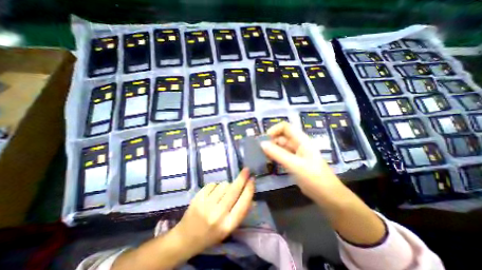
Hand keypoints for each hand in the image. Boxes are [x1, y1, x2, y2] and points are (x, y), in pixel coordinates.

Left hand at [174, 170, 255, 255]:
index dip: (249, 190)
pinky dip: (216, 186)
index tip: (252, 179)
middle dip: (242, 178)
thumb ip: (241, 212)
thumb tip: (252, 198)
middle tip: (246, 170)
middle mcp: (218, 214)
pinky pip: (213, 184)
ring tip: (223, 193)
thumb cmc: (211, 234)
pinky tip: (213, 193)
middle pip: (233, 190)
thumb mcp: (229, 228)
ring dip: (227, 185)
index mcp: (228, 224)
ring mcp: (206, 204)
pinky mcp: (198, 197)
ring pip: (224, 185)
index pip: (243, 203)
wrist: (186, 238)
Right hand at [262, 121, 344, 200]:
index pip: (286, 127)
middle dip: (271, 140)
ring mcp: (296, 153)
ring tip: (262, 155)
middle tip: (260, 149)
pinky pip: (282, 155)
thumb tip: (262, 144)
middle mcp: (298, 144)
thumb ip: (278, 153)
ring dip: (272, 148)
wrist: (327, 195)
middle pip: (282, 136)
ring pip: (281, 146)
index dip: (274, 130)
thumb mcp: (295, 164)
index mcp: (301, 140)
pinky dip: (275, 155)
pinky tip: (268, 160)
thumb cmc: (314, 178)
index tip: (265, 139)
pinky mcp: (294, 162)